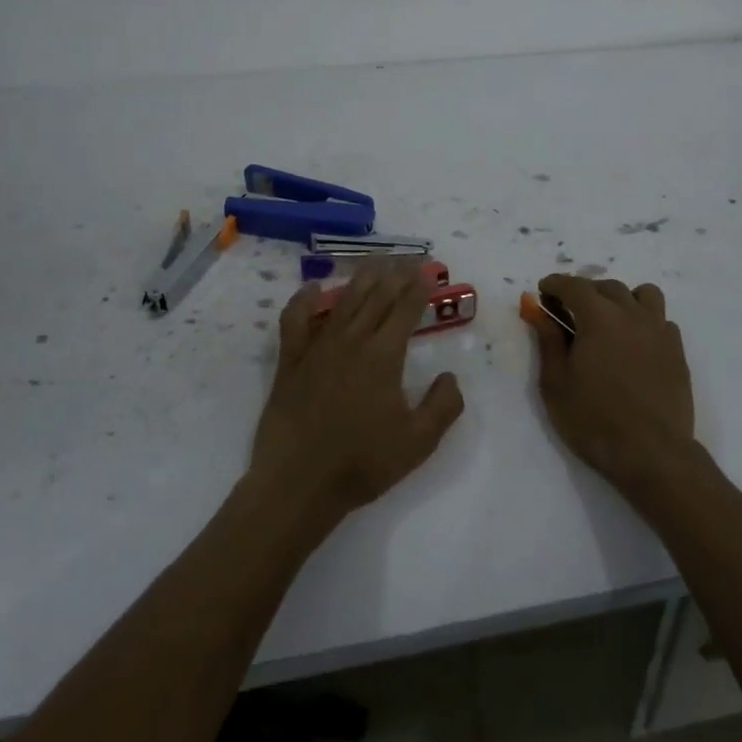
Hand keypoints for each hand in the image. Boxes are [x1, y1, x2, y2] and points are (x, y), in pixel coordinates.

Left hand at [249, 263, 464, 526]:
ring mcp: (317, 347)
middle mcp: (351, 341)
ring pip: (344, 301)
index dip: (420, 287)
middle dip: (397, 274)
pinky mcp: (291, 361)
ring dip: (362, 278)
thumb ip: (443, 405)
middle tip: (410, 258)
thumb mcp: (418, 442)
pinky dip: (304, 300)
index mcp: (383, 356)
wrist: (299, 484)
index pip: (406, 310)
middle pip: (377, 297)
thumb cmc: (362, 463)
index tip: (430, 271)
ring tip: (377, 261)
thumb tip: (449, 376)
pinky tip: (314, 288)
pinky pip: (295, 320)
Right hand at [522, 274, 694, 483]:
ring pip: (643, 295)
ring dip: (622, 299)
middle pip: (607, 287)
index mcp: (599, 317)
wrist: (651, 453)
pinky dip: (644, 321)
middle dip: (584, 292)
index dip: (554, 284)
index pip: (573, 285)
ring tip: (609, 320)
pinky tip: (634, 344)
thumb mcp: (556, 383)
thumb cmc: (593, 420)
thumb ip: (548, 341)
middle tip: (569, 312)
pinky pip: (661, 320)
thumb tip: (538, 311)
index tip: (542, 292)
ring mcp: (659, 331)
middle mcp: (632, 314)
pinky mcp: (677, 351)